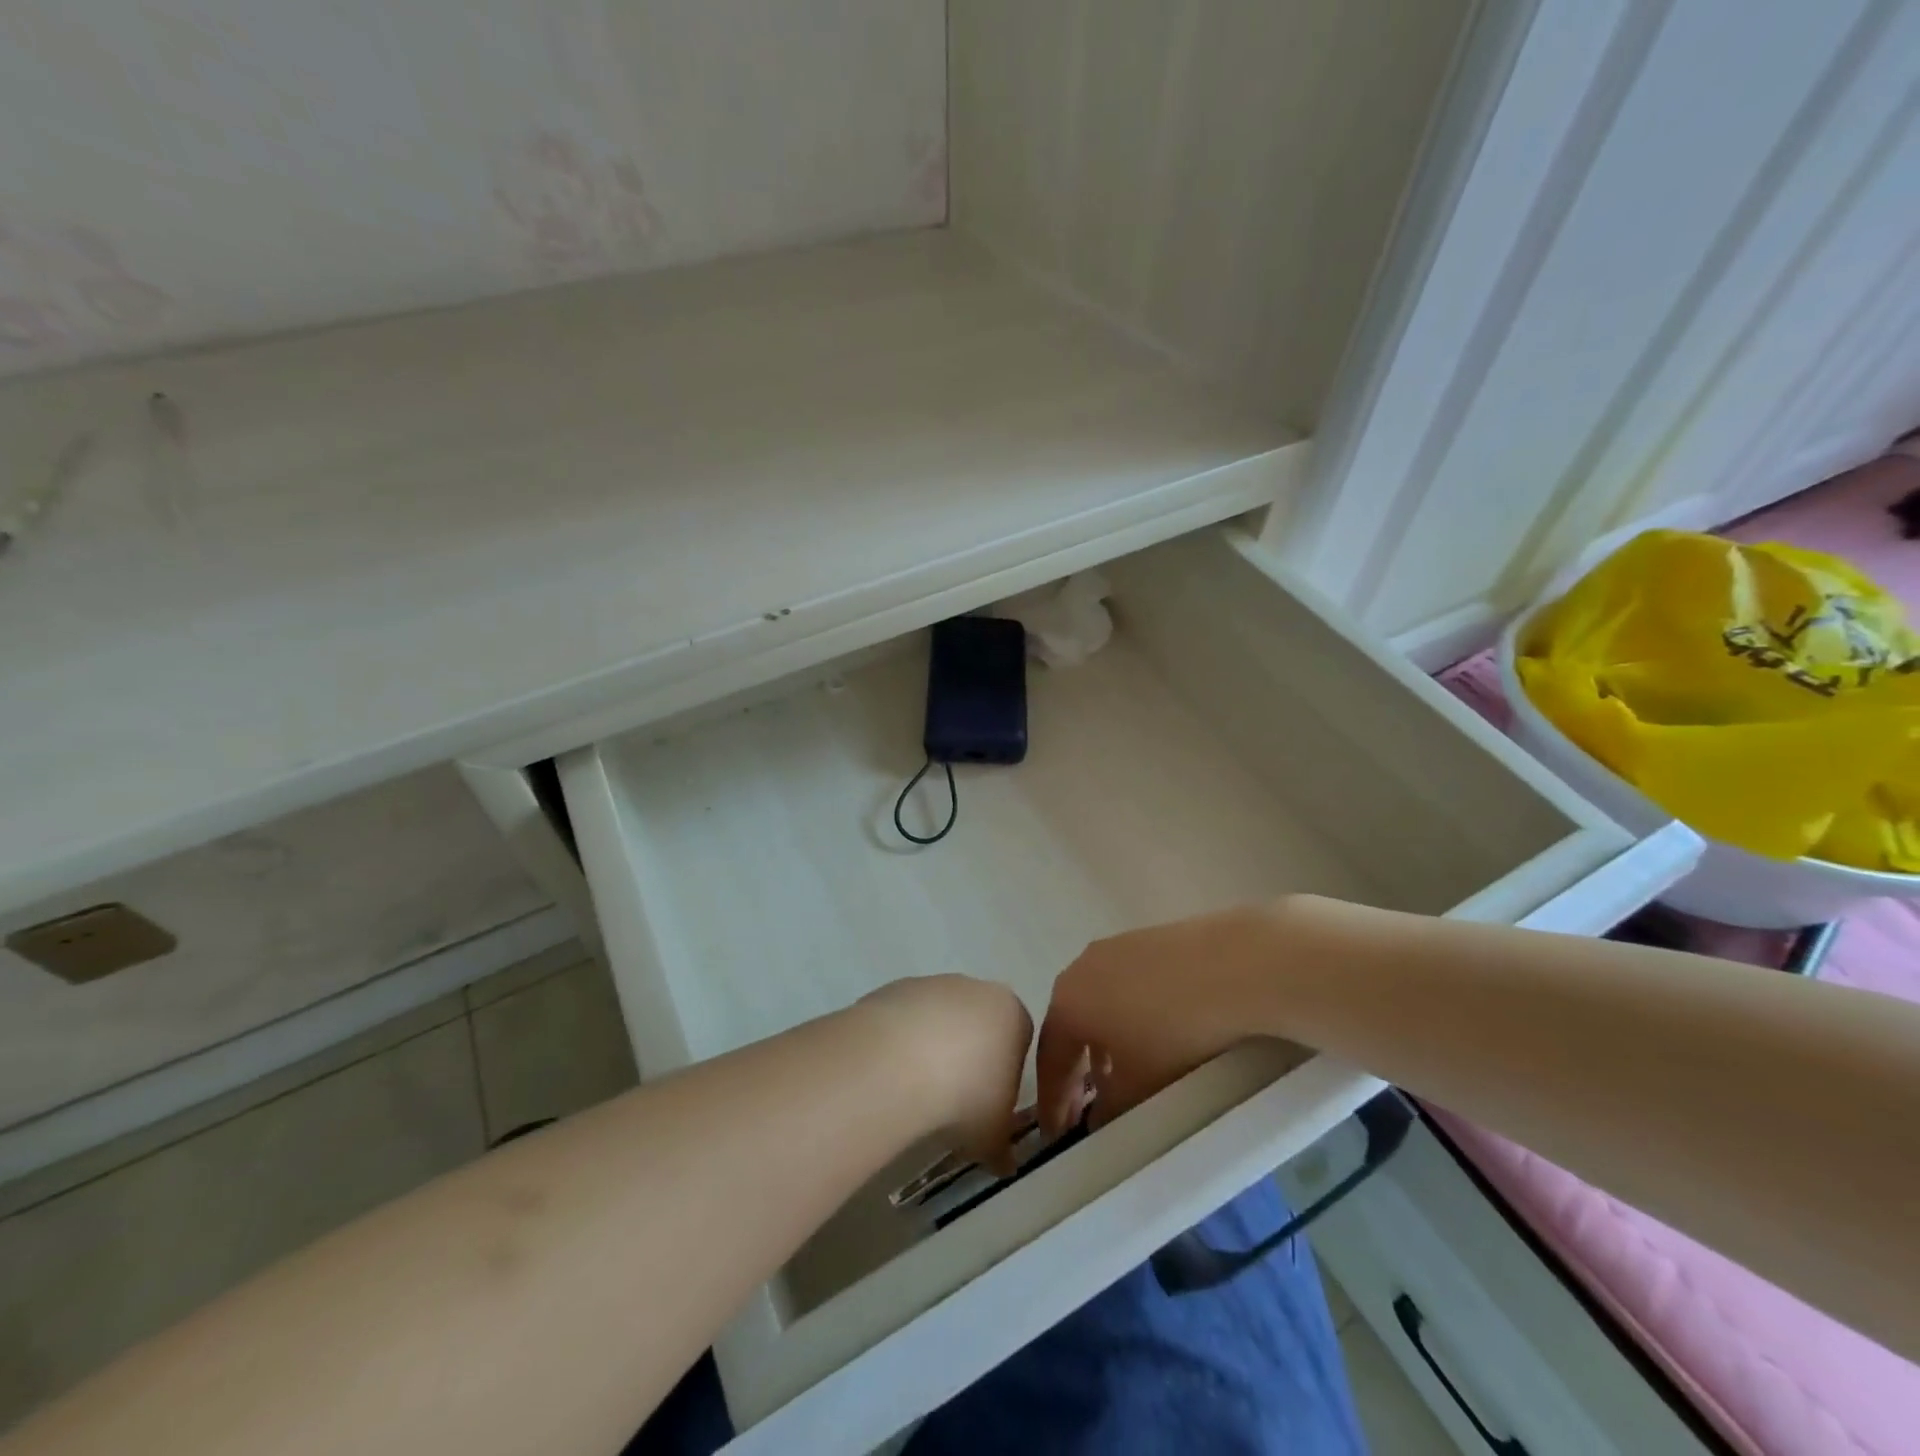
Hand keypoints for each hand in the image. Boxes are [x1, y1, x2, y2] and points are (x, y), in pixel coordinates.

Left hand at [860, 975, 1032, 1174]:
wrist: (899, 1063)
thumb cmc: (965, 1096)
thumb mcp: (993, 1136)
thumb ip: (1003, 1148)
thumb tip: (1004, 1163)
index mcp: (1013, 1014)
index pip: (1019, 1041)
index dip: (1004, 1076)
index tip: (988, 1106)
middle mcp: (976, 989)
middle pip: (978, 1024)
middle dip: (968, 1058)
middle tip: (952, 1101)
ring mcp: (933, 984)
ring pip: (938, 1020)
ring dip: (931, 1050)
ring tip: (915, 1092)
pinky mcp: (895, 988)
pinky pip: (904, 1020)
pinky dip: (900, 1044)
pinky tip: (890, 1074)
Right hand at [1037, 903, 1291, 1134]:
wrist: (1234, 966)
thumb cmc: (1175, 1031)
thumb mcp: (1140, 1086)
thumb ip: (1110, 1110)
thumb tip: (1098, 1121)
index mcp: (1067, 1002)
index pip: (1049, 1058)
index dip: (1052, 1100)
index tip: (1056, 1133)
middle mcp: (1080, 968)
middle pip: (1069, 1026)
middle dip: (1076, 1068)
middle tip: (1086, 1105)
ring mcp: (1113, 947)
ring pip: (1097, 1003)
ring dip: (1102, 1041)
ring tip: (1122, 1072)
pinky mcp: (1146, 938)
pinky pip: (1123, 985)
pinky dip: (1127, 1015)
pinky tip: (1152, 1034)